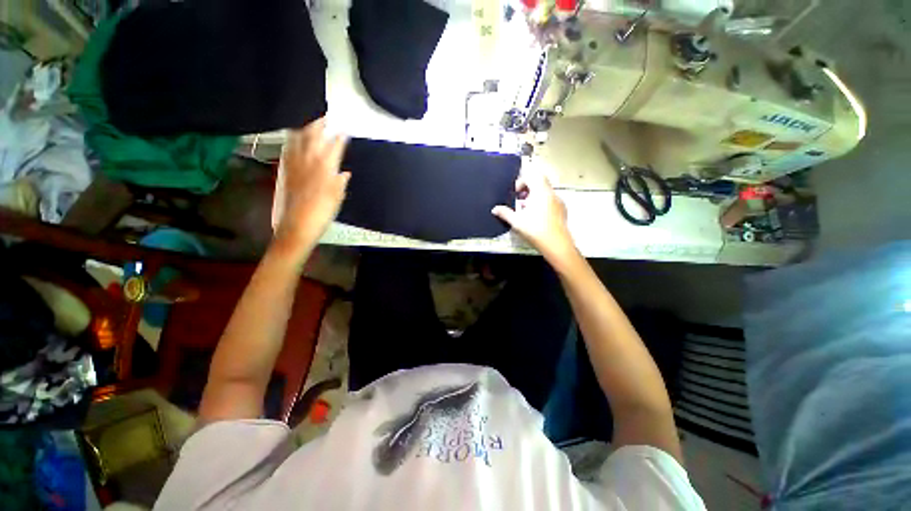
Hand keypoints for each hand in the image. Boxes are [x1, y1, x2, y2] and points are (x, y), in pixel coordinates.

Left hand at [272, 118, 349, 256]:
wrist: (296, 226)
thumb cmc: (321, 214)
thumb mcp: (337, 198)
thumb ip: (340, 182)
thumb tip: (344, 172)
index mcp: (325, 169)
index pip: (333, 147)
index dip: (339, 138)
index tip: (344, 129)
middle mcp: (308, 162)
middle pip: (313, 137)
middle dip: (320, 125)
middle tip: (325, 116)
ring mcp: (293, 164)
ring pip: (298, 140)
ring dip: (304, 128)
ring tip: (309, 120)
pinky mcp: (284, 170)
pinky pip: (287, 148)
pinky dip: (292, 139)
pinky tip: (294, 137)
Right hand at [492, 172, 578, 264]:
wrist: (557, 245)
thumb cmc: (536, 231)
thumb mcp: (517, 222)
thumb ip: (505, 213)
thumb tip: (495, 209)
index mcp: (540, 192)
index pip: (531, 176)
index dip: (521, 182)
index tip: (515, 194)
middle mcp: (551, 193)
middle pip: (540, 181)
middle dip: (528, 187)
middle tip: (520, 198)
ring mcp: (559, 201)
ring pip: (545, 191)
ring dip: (534, 195)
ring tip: (525, 208)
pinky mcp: (562, 210)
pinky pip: (551, 199)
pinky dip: (542, 202)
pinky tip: (536, 216)